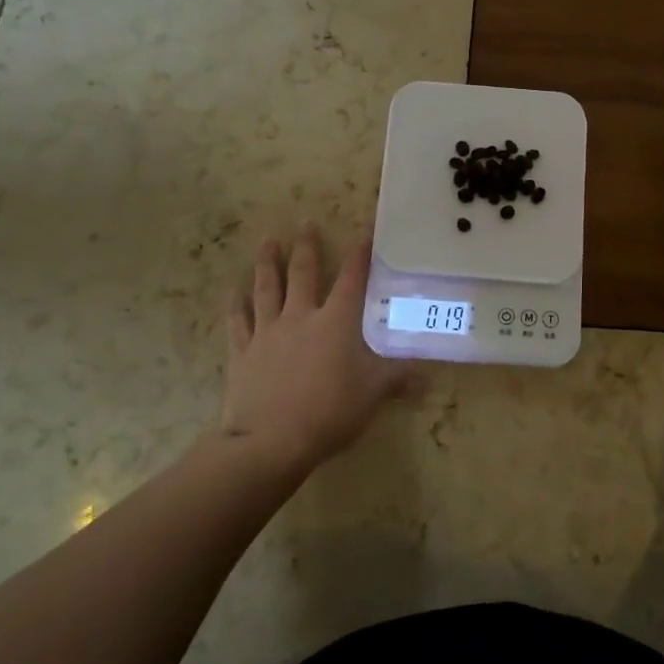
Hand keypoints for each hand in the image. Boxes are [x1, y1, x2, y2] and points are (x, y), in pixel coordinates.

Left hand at [223, 227, 424, 471]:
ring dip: (267, 263)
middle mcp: (301, 317)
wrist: (270, 441)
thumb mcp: (373, 395)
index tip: (364, 235)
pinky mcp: (243, 352)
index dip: (359, 256)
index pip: (351, 280)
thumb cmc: (329, 412)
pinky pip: (238, 322)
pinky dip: (236, 305)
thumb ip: (399, 380)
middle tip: (305, 222)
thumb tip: (430, 379)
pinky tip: (233, 291)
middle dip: (306, 246)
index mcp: (336, 322)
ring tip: (268, 241)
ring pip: (267, 288)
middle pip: (303, 273)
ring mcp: (268, 332)